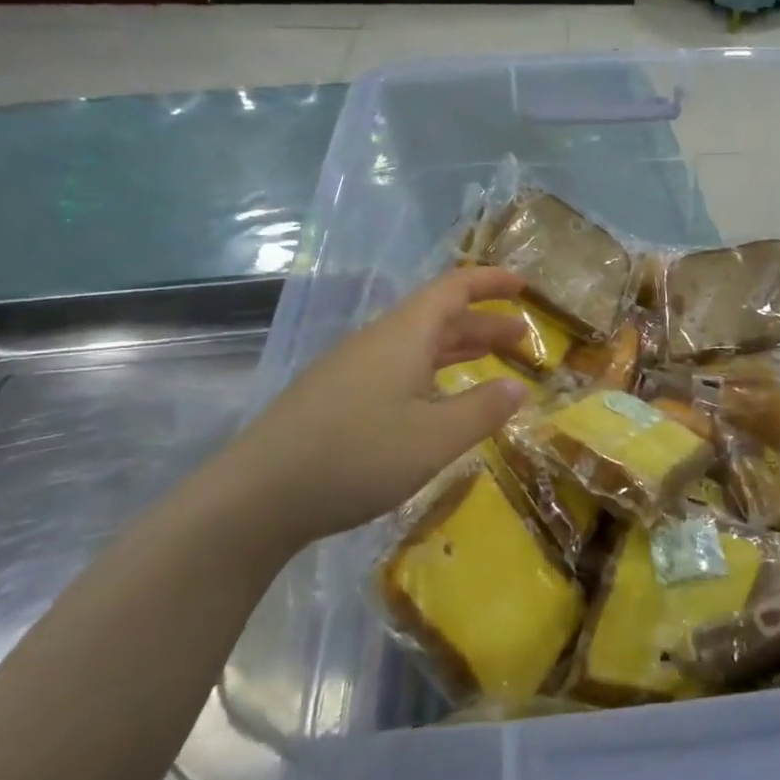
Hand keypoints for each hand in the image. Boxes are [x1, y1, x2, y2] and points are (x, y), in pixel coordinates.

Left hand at [214, 267, 533, 550]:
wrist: (256, 498)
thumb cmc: (356, 457)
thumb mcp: (435, 438)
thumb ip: (483, 410)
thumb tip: (518, 387)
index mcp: (403, 336)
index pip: (453, 289)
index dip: (490, 282)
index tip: (524, 286)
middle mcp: (378, 343)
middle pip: (438, 318)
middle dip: (483, 323)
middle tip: (523, 338)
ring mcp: (352, 370)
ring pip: (417, 346)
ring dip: (458, 349)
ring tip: (492, 363)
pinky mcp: (336, 398)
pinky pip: (398, 369)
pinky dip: (432, 374)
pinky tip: (438, 402)